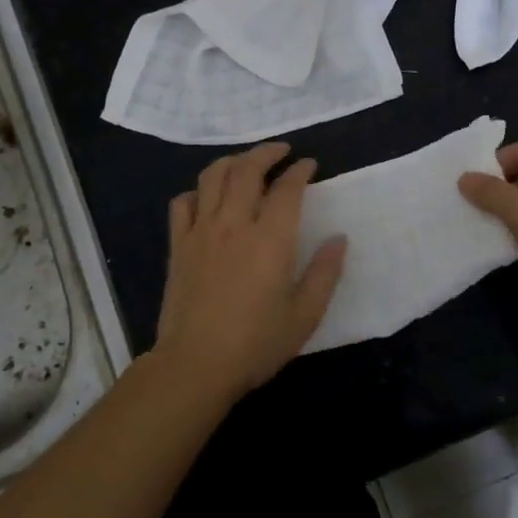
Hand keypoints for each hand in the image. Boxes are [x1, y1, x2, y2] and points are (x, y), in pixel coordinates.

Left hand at [152, 141, 346, 400]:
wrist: (195, 365)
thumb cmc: (256, 344)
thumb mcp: (305, 315)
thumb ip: (325, 273)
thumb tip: (338, 238)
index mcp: (270, 239)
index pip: (287, 188)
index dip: (300, 170)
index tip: (310, 165)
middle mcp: (234, 224)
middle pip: (247, 170)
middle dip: (267, 153)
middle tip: (282, 152)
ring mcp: (201, 232)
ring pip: (212, 177)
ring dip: (232, 162)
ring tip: (247, 164)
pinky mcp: (178, 246)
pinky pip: (183, 203)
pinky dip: (197, 191)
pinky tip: (207, 198)